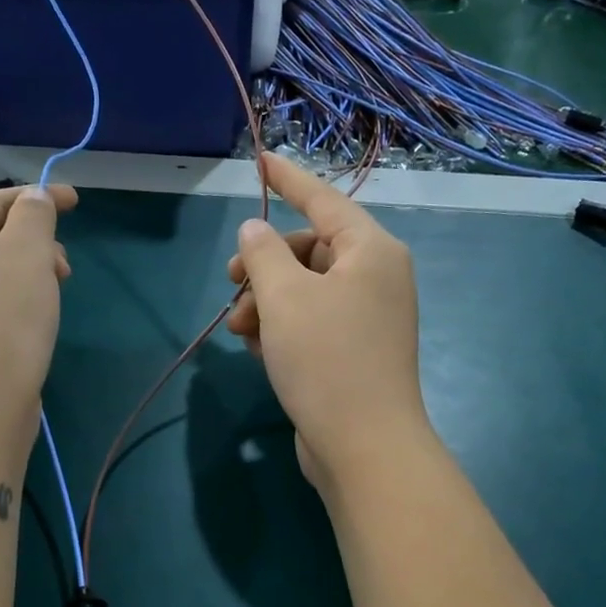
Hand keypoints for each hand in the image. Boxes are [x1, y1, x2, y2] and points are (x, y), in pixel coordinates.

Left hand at [0, 184, 76, 450]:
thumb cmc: (1, 317)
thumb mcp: (27, 252)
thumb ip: (34, 215)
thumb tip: (32, 199)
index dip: (38, 197)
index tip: (78, 201)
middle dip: (35, 243)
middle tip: (64, 268)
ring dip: (30, 274)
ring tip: (54, 295)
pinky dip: (17, 303)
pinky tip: (35, 322)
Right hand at [225, 156, 431, 491]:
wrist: (363, 446)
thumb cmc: (326, 360)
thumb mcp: (284, 298)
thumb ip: (263, 254)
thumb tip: (254, 232)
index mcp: (370, 251)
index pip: (323, 201)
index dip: (288, 180)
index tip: (260, 160)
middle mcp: (375, 277)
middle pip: (308, 250)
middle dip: (264, 266)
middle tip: (230, 283)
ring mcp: (367, 318)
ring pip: (304, 290)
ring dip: (265, 302)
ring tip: (239, 329)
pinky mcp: (354, 352)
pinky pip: (311, 322)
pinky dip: (283, 328)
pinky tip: (259, 350)